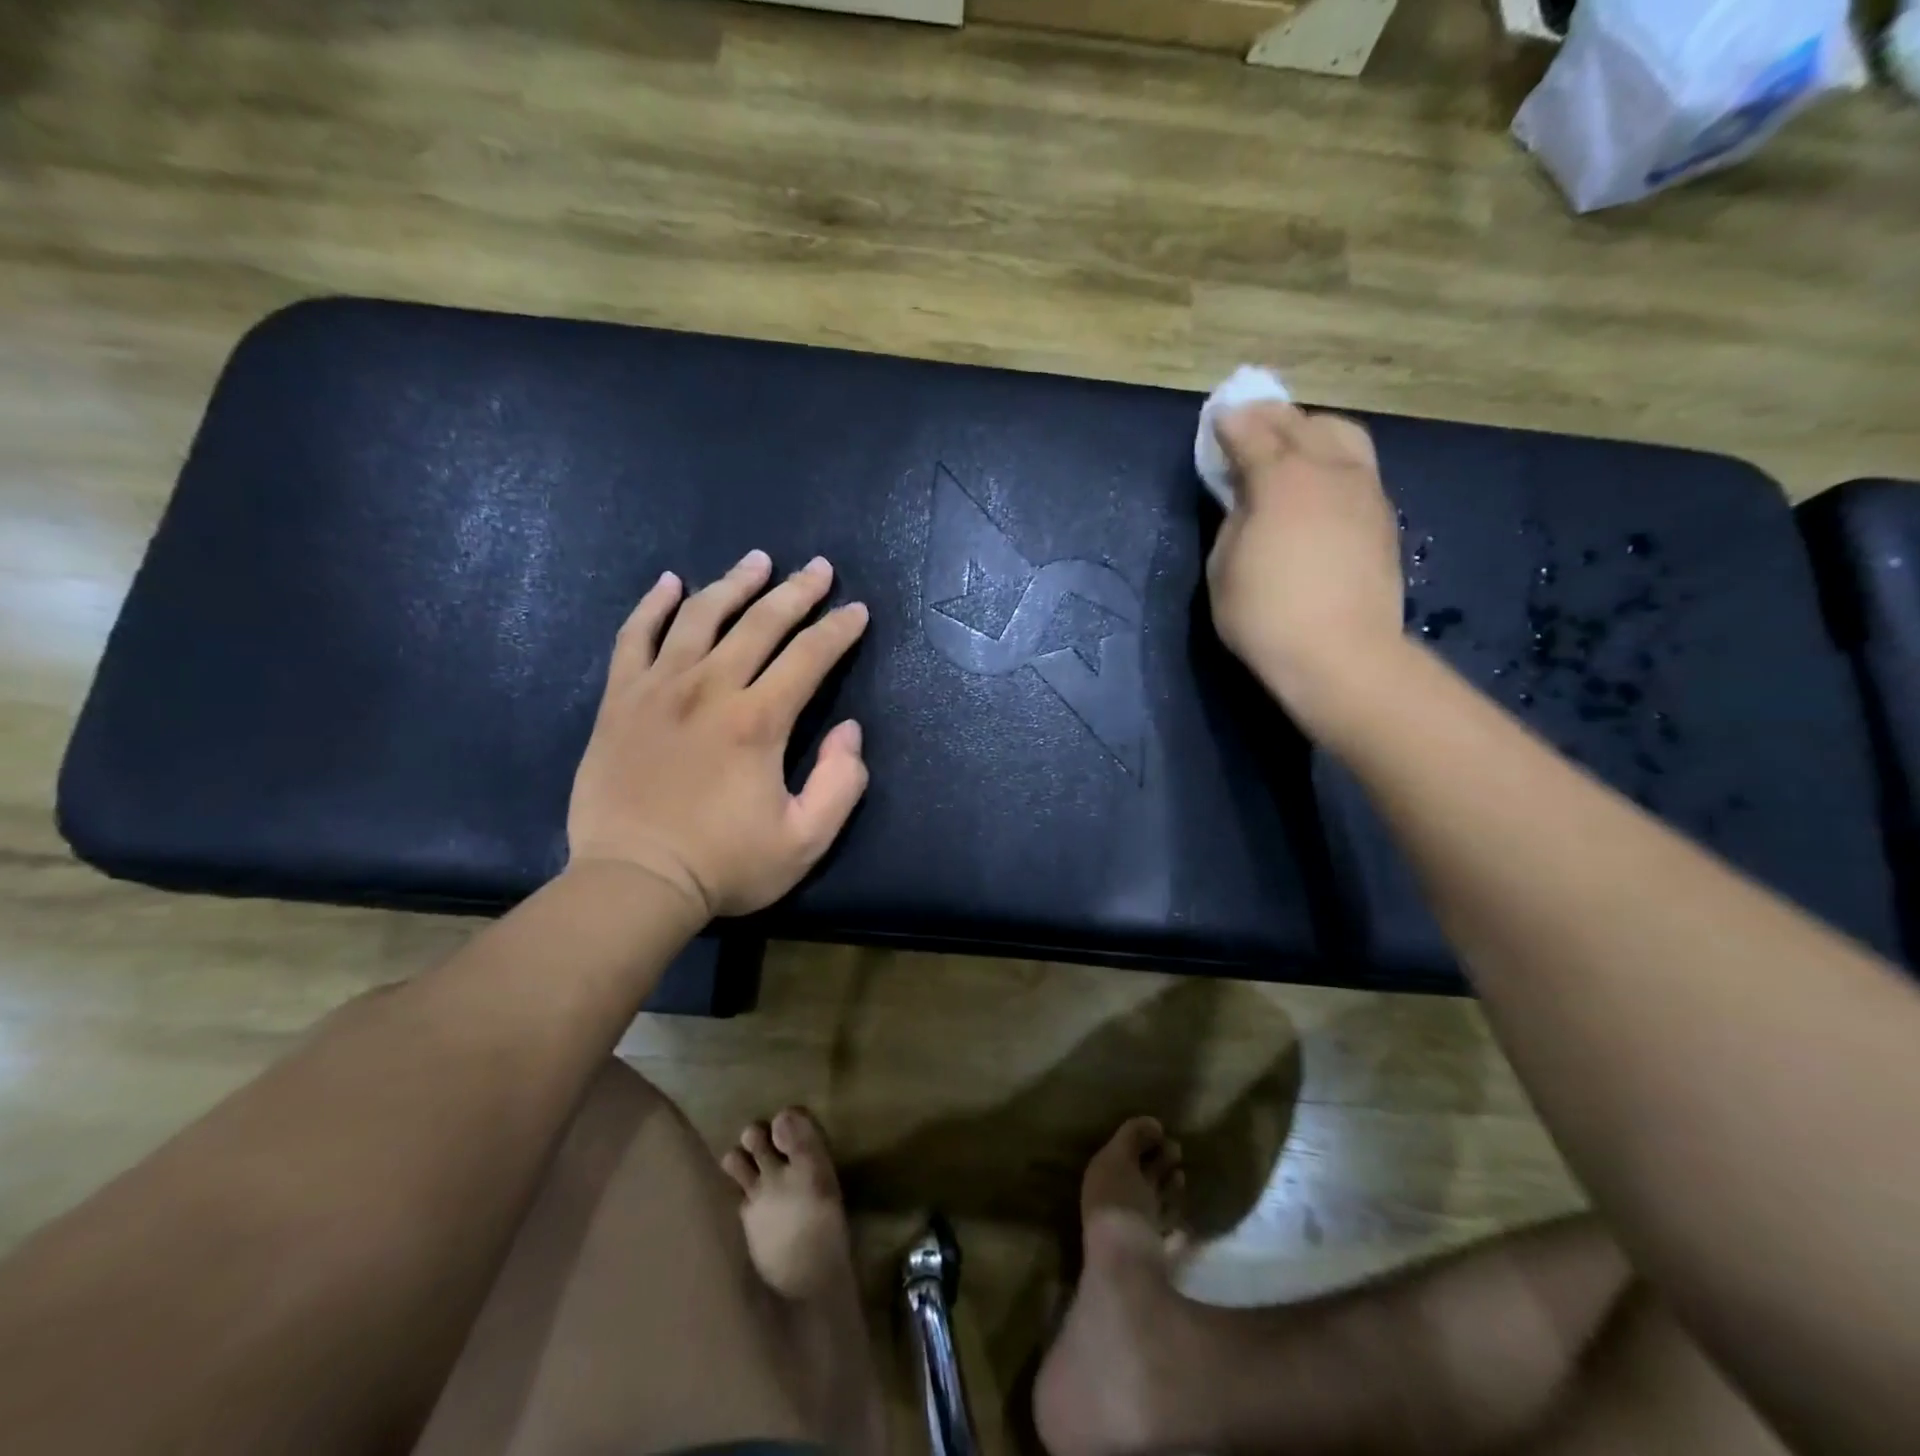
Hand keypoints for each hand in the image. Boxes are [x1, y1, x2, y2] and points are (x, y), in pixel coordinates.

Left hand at [567, 550, 870, 918]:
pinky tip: (670, 582)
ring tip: (758, 562)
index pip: (810, 656)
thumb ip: (841, 784)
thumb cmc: (724, 865)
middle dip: (797, 592)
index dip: (839, 630)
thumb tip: (849, 730)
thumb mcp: (805, 841)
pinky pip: (634, 637)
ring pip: (701, 617)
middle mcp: (710, 689)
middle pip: (760, 623)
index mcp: (758, 720)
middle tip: (819, 569)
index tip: (857, 610)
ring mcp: (659, 689)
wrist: (632, 882)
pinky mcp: (620, 700)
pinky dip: (653, 605)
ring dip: (734, 584)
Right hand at [1206, 401, 1404, 737]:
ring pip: (1342, 435)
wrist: (1340, 655)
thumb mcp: (1223, 567)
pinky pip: (1358, 466)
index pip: (1252, 434)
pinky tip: (1320, 482)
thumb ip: (1234, 519)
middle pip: (1300, 423)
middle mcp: (1329, 470)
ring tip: (1292, 444)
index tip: (1218, 418)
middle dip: (1270, 417)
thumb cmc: (1265, 615)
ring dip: (1310, 430)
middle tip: (1249, 422)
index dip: (1231, 424)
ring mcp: (1365, 490)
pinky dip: (1334, 459)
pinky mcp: (1384, 516)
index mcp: (1282, 479)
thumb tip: (1247, 499)